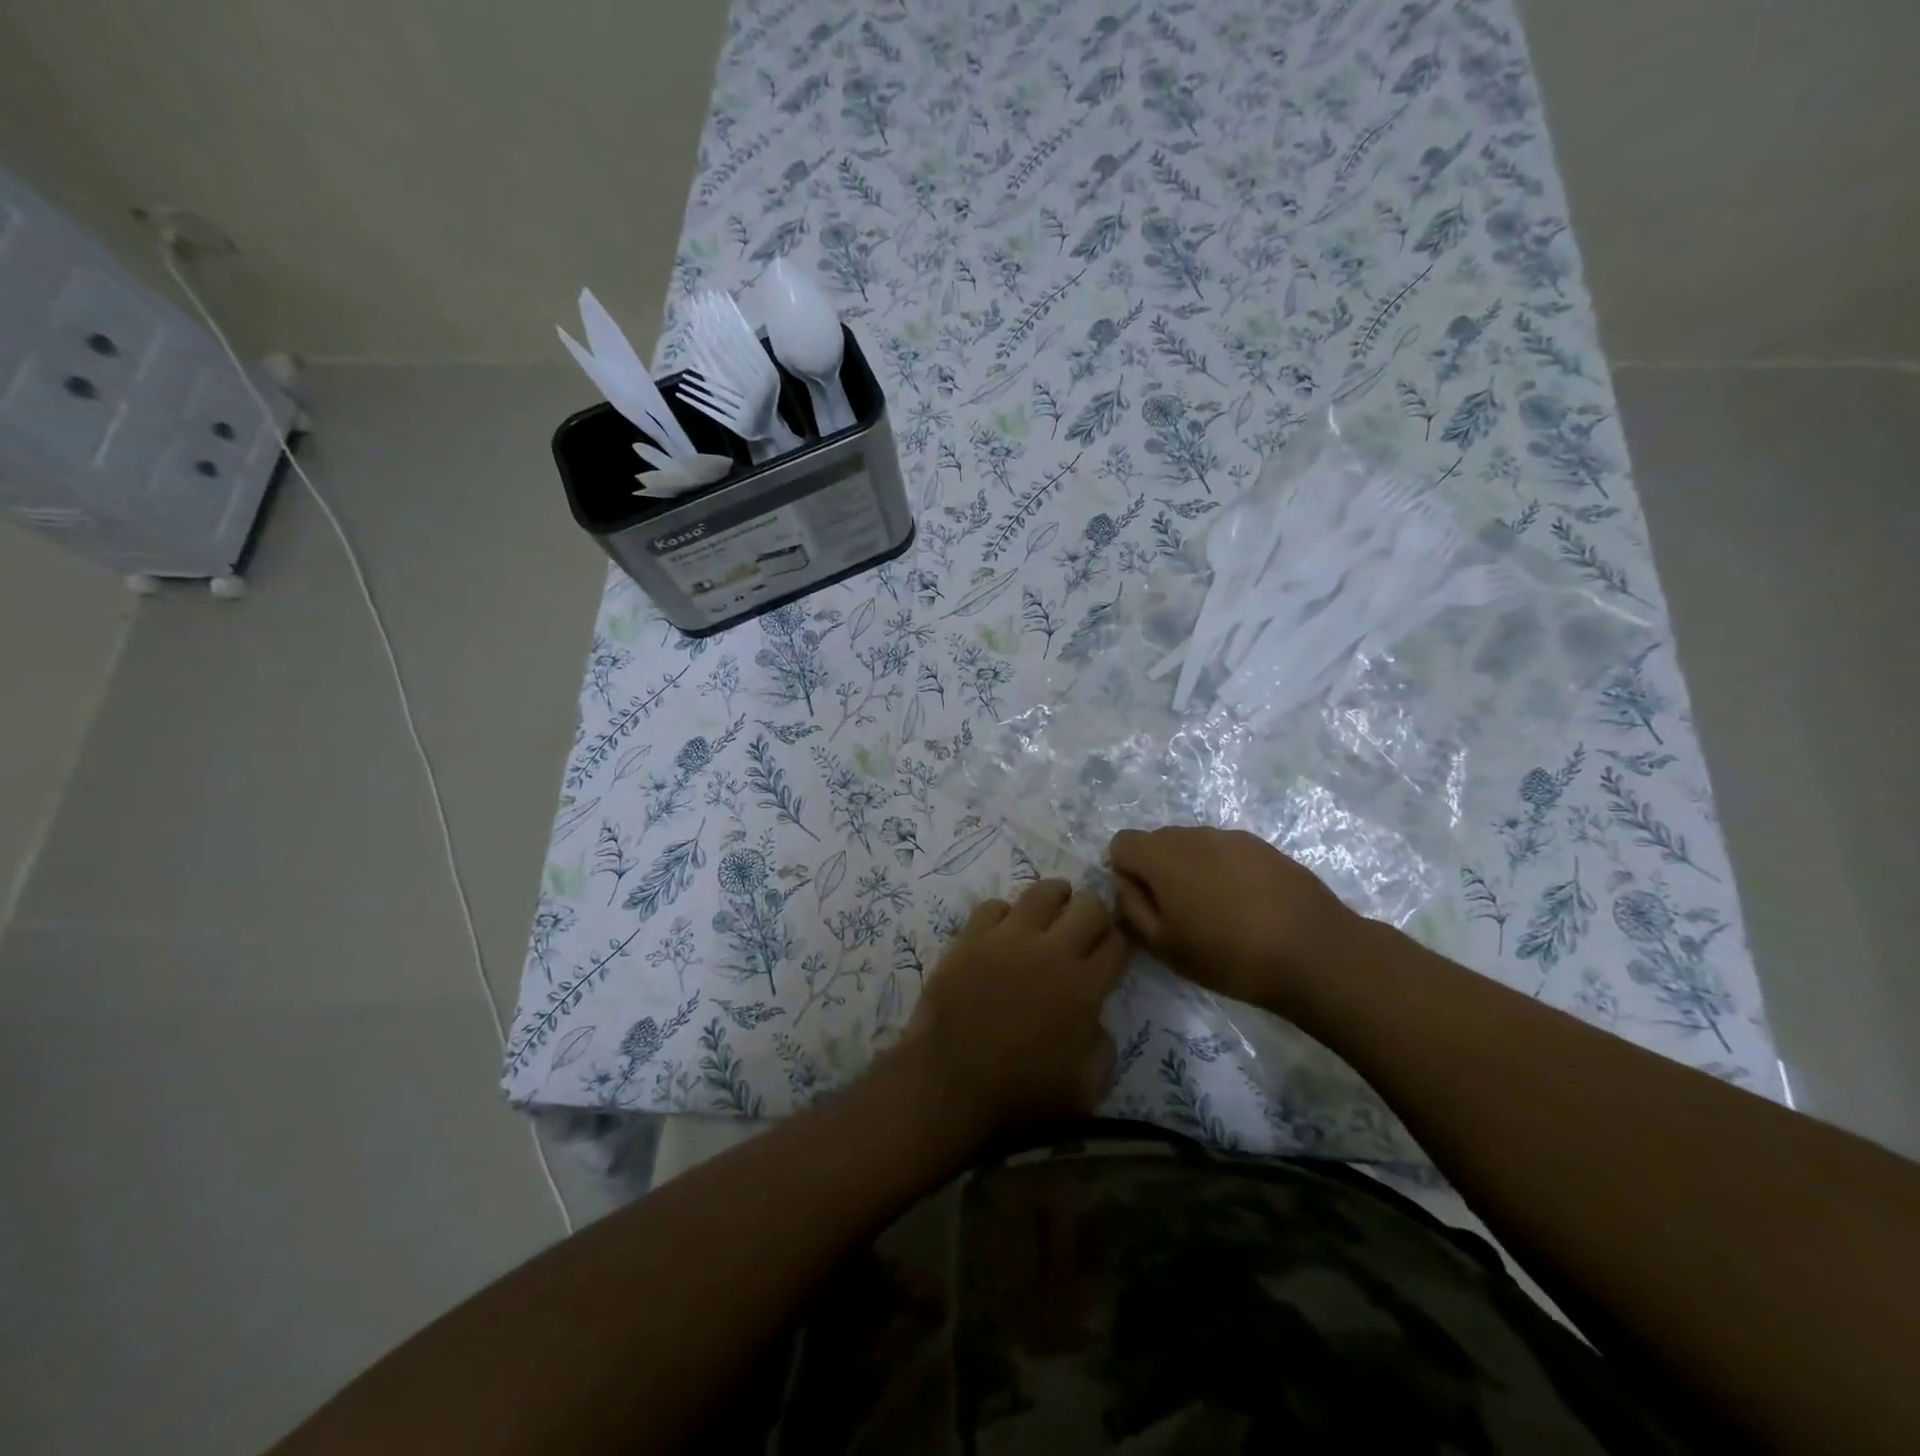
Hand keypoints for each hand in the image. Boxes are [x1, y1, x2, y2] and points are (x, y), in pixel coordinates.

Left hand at [901, 878, 1129, 1144]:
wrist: (951, 1084)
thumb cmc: (1020, 1095)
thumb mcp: (1086, 1089)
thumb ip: (1102, 1046)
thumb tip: (1095, 1020)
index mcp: (1084, 986)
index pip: (1118, 941)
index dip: (1121, 941)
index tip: (1113, 948)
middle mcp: (1052, 951)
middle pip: (1089, 905)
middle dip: (1095, 913)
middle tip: (1085, 929)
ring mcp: (1008, 938)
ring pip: (1042, 892)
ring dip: (1055, 899)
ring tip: (1051, 913)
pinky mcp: (972, 937)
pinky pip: (994, 906)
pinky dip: (1004, 915)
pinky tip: (1003, 931)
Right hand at [1107, 826, 1359, 1009]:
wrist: (1314, 952)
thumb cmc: (1227, 954)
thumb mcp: (1163, 945)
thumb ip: (1131, 907)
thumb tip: (1124, 883)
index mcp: (1161, 854)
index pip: (1121, 843)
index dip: (1126, 874)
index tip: (1146, 906)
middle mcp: (1192, 834)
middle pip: (1158, 842)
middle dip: (1158, 871)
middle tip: (1180, 914)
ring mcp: (1231, 837)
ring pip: (1194, 846)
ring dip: (1193, 870)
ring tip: (1218, 913)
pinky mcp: (1264, 846)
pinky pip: (1227, 853)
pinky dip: (1225, 872)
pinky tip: (1248, 907)